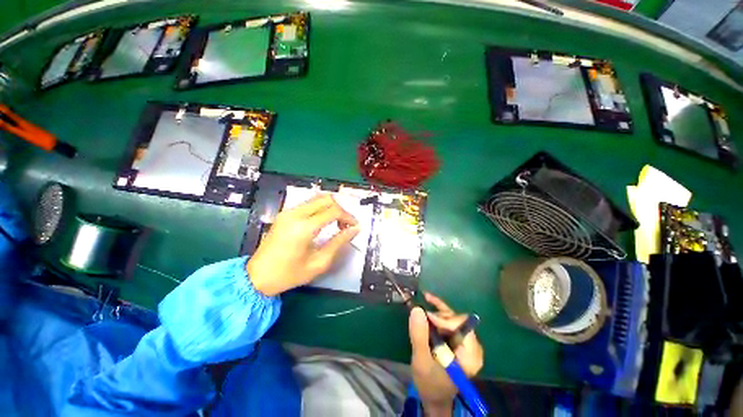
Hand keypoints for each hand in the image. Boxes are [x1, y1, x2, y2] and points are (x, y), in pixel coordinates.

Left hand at [247, 194, 359, 295]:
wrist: (257, 277)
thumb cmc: (289, 274)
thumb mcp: (319, 262)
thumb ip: (339, 243)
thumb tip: (355, 230)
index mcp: (304, 227)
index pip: (334, 211)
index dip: (348, 216)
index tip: (355, 226)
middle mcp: (295, 214)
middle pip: (326, 199)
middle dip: (341, 209)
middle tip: (346, 224)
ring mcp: (288, 212)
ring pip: (317, 198)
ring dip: (331, 207)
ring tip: (337, 223)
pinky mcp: (285, 214)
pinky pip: (308, 204)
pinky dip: (321, 208)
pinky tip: (324, 221)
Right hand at [409, 293, 483, 416]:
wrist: (432, 397)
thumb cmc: (430, 384)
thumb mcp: (422, 361)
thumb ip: (419, 336)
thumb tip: (416, 309)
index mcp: (470, 355)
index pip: (463, 327)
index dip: (445, 320)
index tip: (427, 318)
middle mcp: (470, 345)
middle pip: (456, 320)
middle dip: (438, 316)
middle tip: (421, 315)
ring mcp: (463, 341)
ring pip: (450, 317)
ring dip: (435, 313)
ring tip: (419, 311)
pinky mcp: (455, 339)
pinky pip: (447, 320)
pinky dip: (437, 310)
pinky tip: (428, 299)